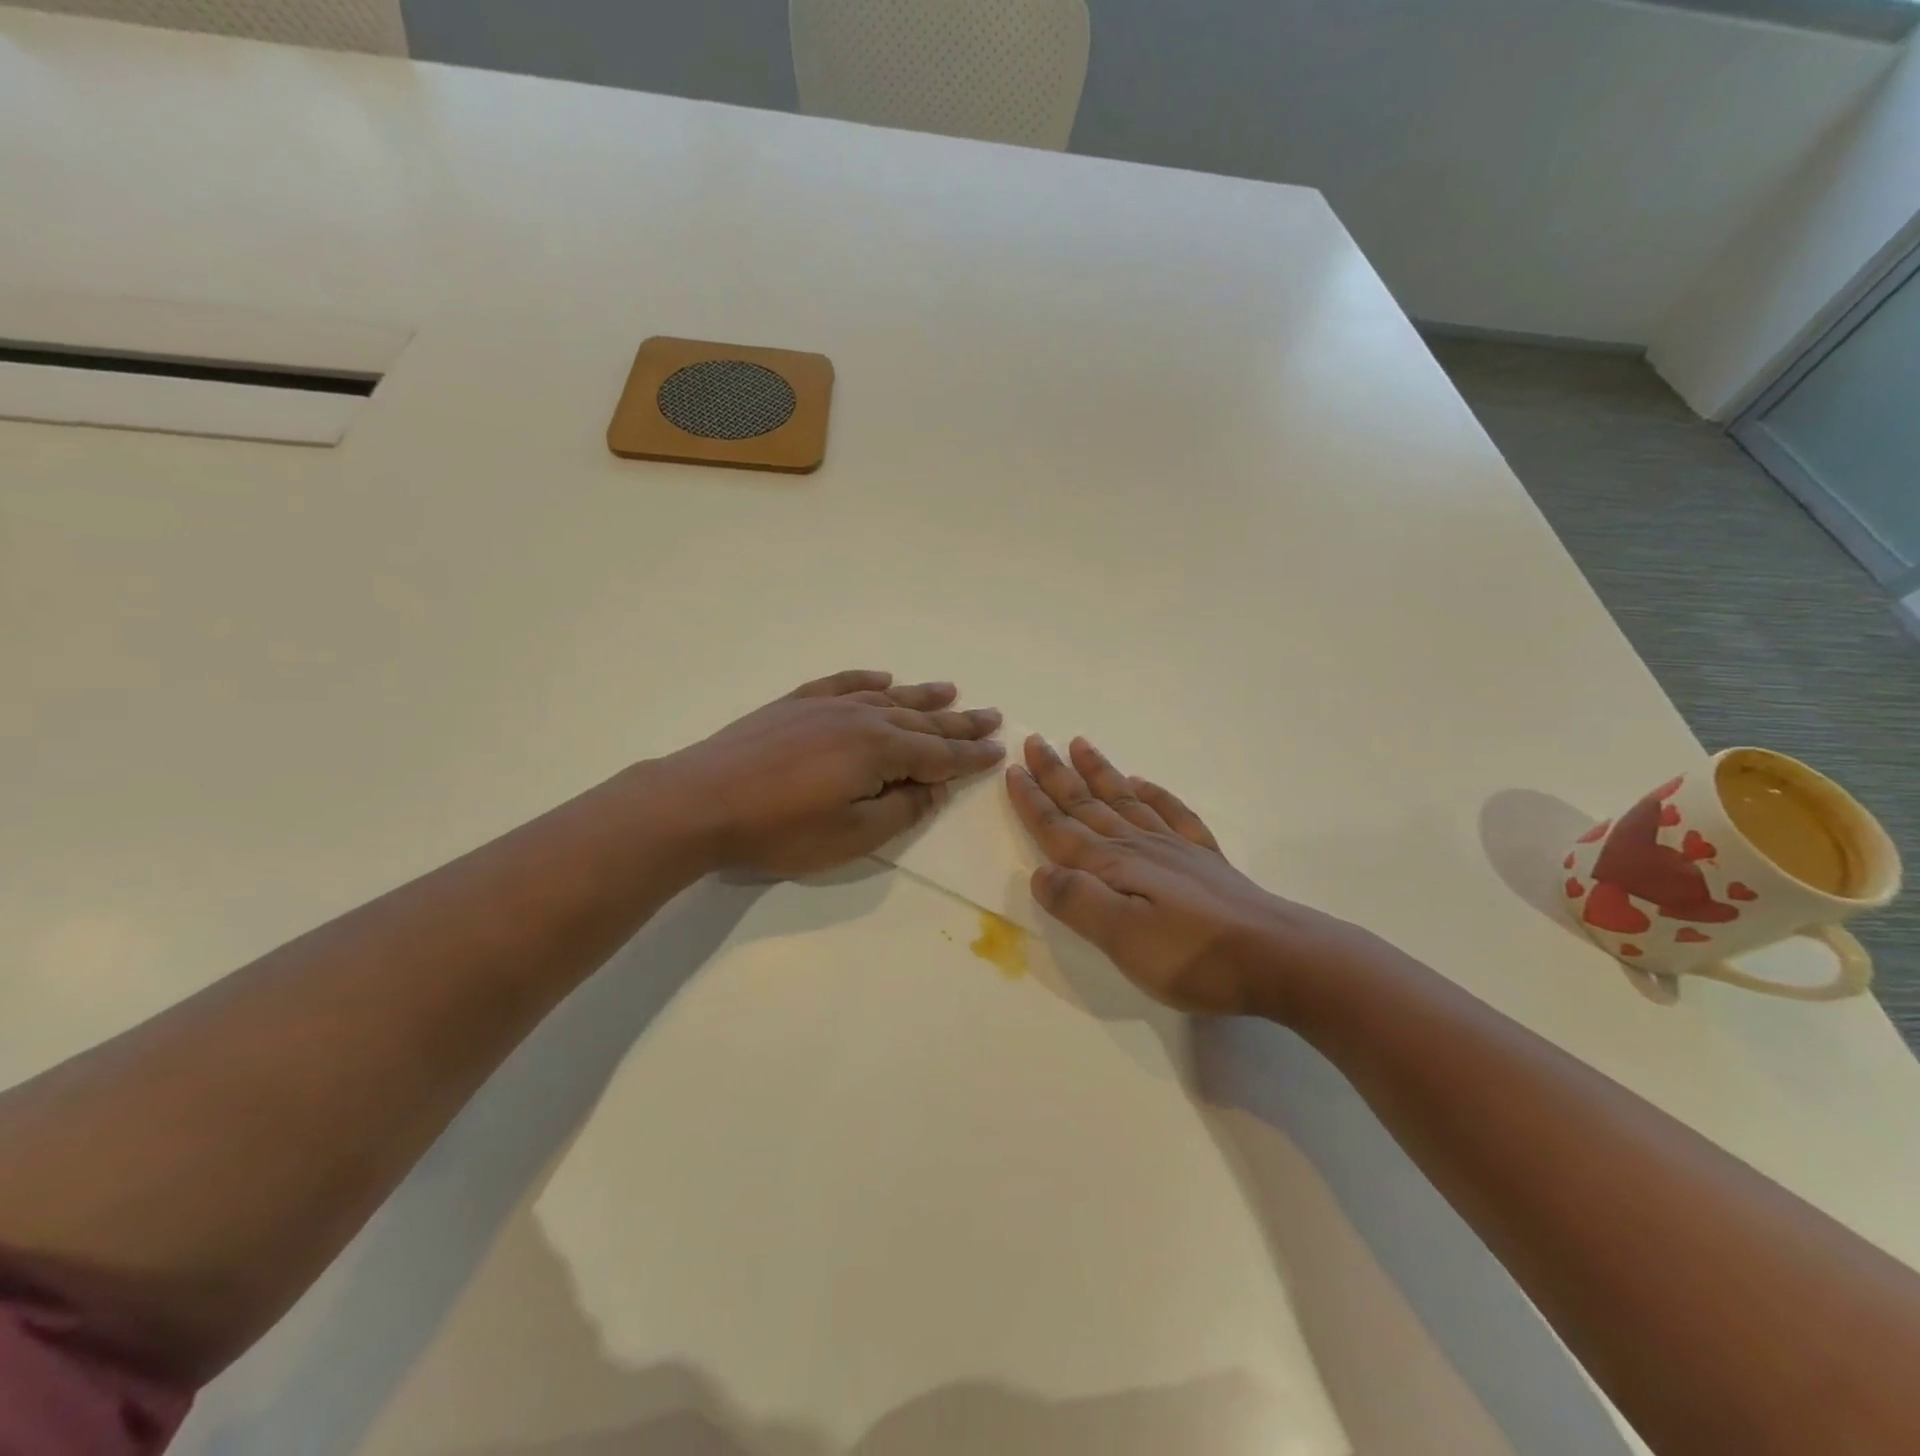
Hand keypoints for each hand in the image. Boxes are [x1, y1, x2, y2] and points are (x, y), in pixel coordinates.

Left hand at [661, 669, 1004, 877]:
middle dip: (959, 722)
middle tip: (991, 716)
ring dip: (923, 695)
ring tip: (951, 690)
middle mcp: (861, 718)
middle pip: (922, 720)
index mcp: (880, 751)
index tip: (998, 750)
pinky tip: (882, 678)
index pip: (939, 754)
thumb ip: (901, 811)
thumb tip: (933, 788)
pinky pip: (844, 683)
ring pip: (888, 697)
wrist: (702, 800)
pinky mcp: (795, 704)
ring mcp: (826, 705)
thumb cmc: (780, 829)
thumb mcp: (851, 835)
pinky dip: (868, 681)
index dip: (971, 756)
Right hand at [1005, 735, 1365, 1018]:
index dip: (1034, 801)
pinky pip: (1172, 813)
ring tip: (1081, 744)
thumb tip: (1039, 872)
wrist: (1280, 957)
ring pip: (1125, 800)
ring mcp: (1175, 849)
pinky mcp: (1204, 860)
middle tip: (1036, 741)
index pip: (1061, 828)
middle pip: (1088, 804)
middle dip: (1057, 774)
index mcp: (1113, 867)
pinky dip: (1153, 794)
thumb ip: (1079, 902)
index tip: (1013, 770)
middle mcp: (1139, 847)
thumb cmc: (1195, 955)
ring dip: (1099, 773)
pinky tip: (1144, 785)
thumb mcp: (1124, 939)